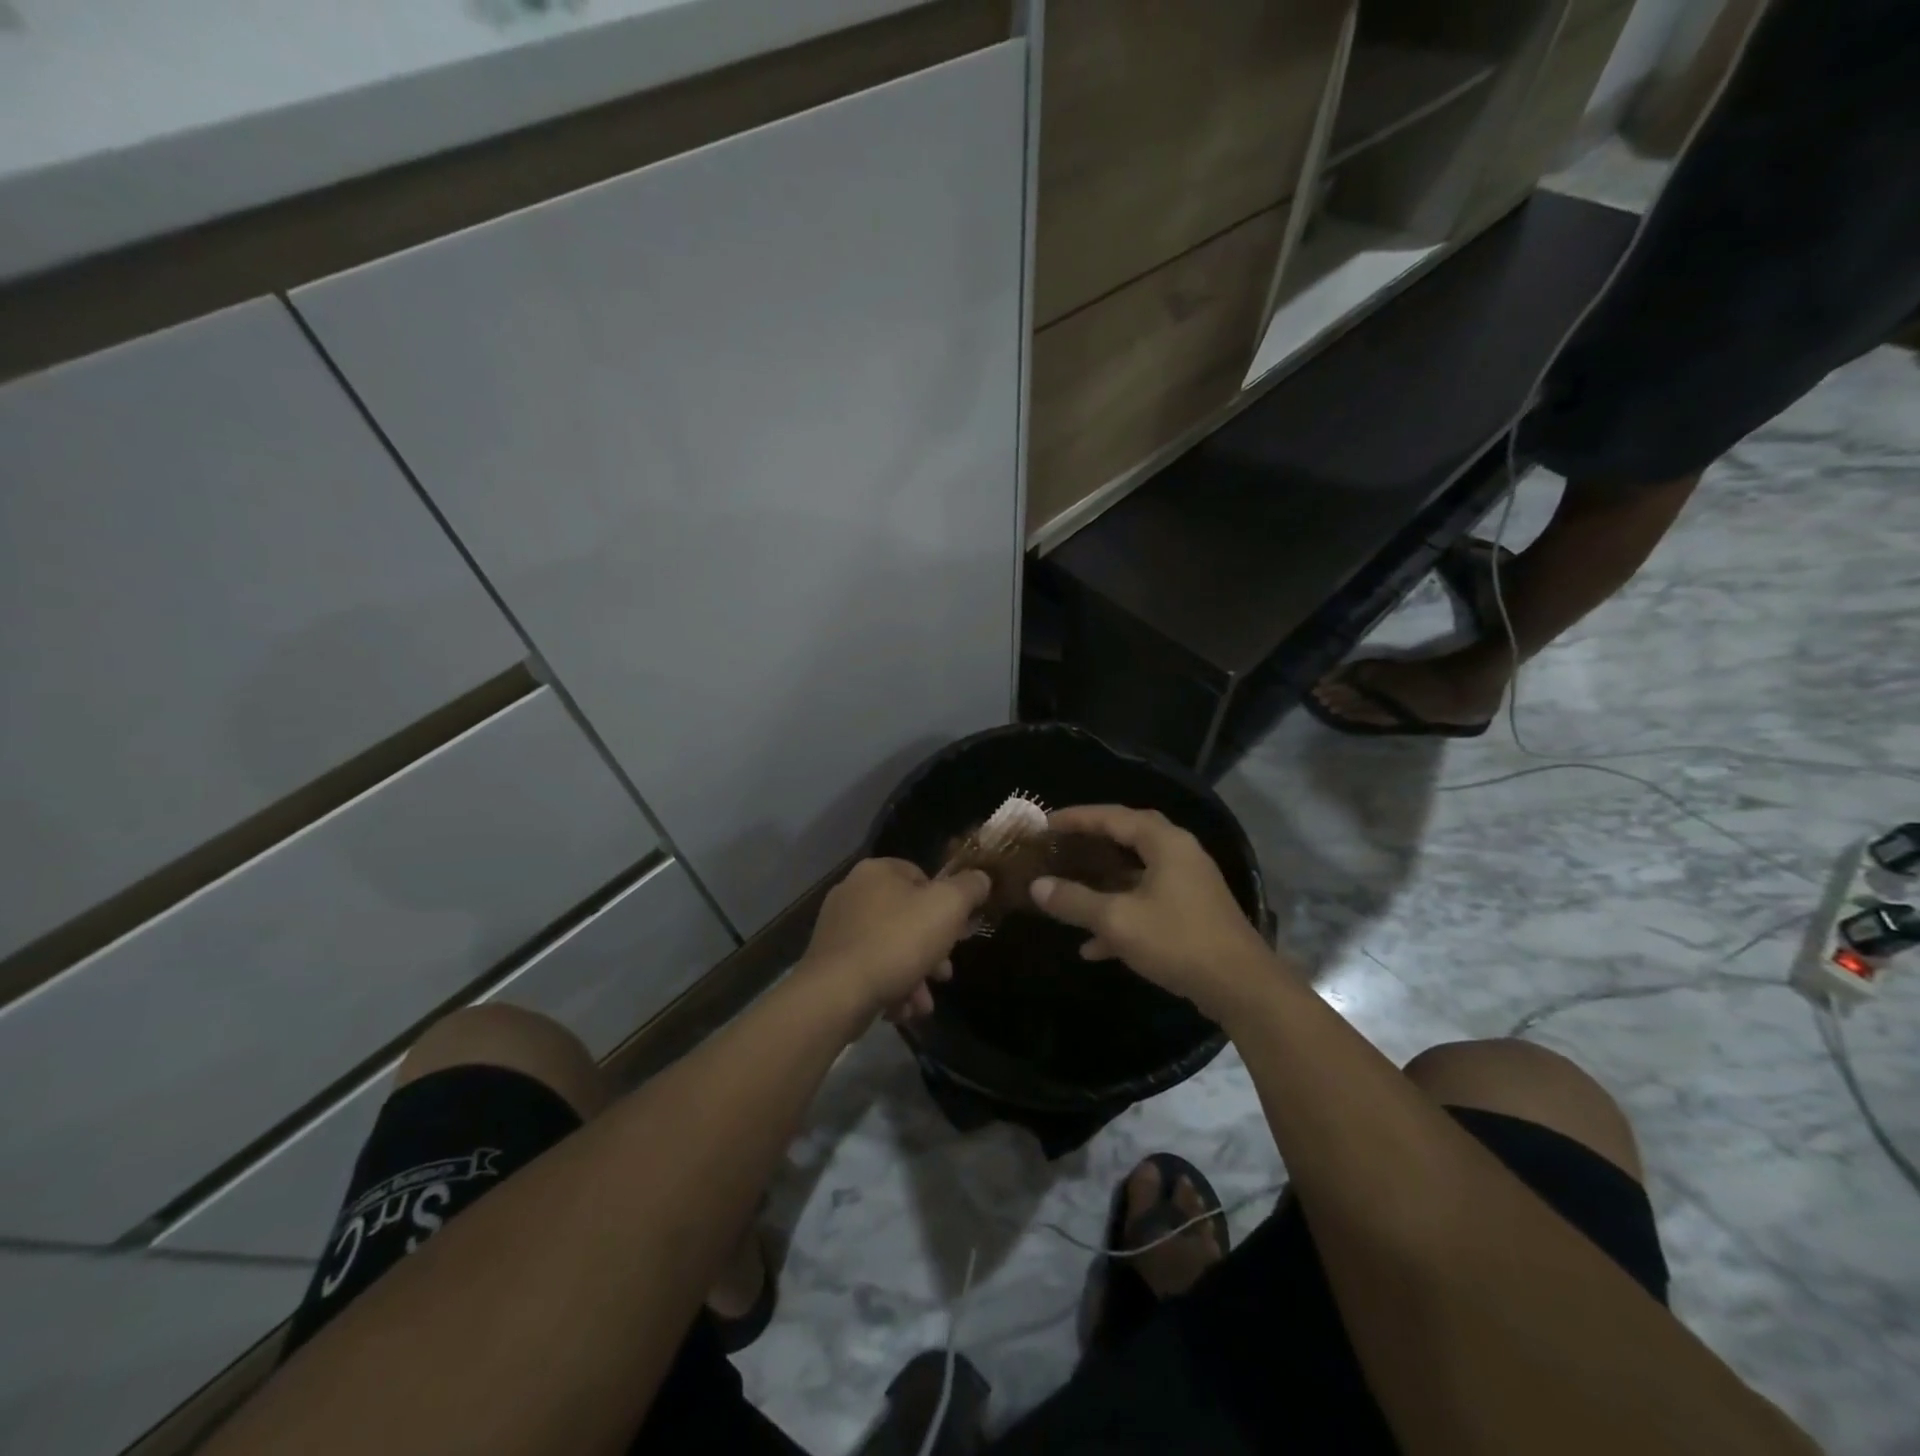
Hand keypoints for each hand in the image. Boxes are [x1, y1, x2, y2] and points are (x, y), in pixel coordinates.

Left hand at [801, 858, 990, 1023]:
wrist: (836, 993)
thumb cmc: (897, 942)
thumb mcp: (948, 907)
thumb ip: (970, 888)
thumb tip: (981, 878)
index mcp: (878, 871)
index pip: (922, 877)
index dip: (946, 905)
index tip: (958, 933)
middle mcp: (853, 892)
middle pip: (907, 917)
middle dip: (932, 949)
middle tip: (944, 974)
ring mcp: (837, 928)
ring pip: (890, 947)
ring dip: (914, 975)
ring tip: (923, 1003)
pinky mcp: (829, 961)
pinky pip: (870, 968)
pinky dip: (889, 986)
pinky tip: (901, 1010)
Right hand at [1030, 805, 1274, 1020]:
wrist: (1242, 988)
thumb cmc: (1177, 941)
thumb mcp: (1117, 920)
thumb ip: (1074, 901)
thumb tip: (1037, 886)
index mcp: (1165, 843)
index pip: (1114, 816)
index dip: (1077, 818)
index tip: (1046, 823)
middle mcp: (1179, 855)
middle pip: (1128, 838)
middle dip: (1092, 843)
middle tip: (1060, 845)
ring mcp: (1188, 885)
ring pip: (1136, 874)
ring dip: (1103, 885)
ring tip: (1069, 891)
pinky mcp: (1191, 914)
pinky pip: (1147, 903)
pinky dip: (1121, 915)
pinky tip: (1093, 946)